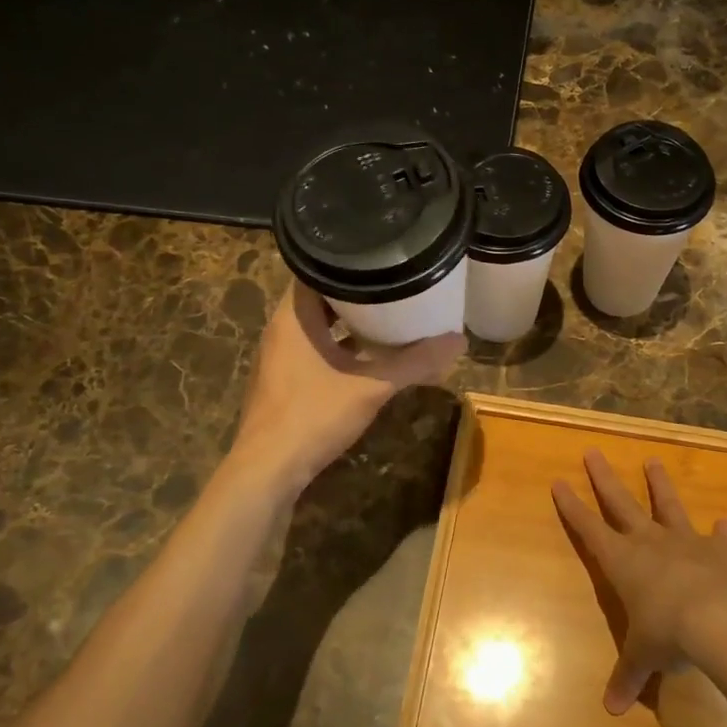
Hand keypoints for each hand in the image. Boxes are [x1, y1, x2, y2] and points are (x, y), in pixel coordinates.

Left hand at [231, 282, 464, 491]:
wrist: (268, 471)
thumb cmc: (314, 416)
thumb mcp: (372, 386)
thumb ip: (415, 362)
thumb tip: (459, 341)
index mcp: (294, 318)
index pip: (315, 269)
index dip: (346, 260)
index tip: (379, 255)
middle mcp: (283, 330)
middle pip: (320, 297)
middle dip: (356, 291)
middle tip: (393, 282)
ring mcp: (281, 357)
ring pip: (318, 326)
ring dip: (348, 321)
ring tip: (388, 313)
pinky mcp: (285, 380)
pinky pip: (315, 349)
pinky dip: (340, 346)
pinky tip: (369, 355)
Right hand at [552, 450, 726, 714]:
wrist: (723, 621)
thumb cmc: (669, 635)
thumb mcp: (644, 657)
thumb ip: (628, 677)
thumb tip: (612, 710)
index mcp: (624, 562)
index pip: (590, 529)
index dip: (573, 507)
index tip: (559, 481)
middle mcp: (650, 542)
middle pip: (621, 503)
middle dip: (604, 478)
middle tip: (593, 451)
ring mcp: (686, 541)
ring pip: (667, 505)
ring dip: (659, 484)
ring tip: (653, 460)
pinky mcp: (720, 550)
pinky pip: (719, 537)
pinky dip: (721, 531)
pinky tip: (724, 521)